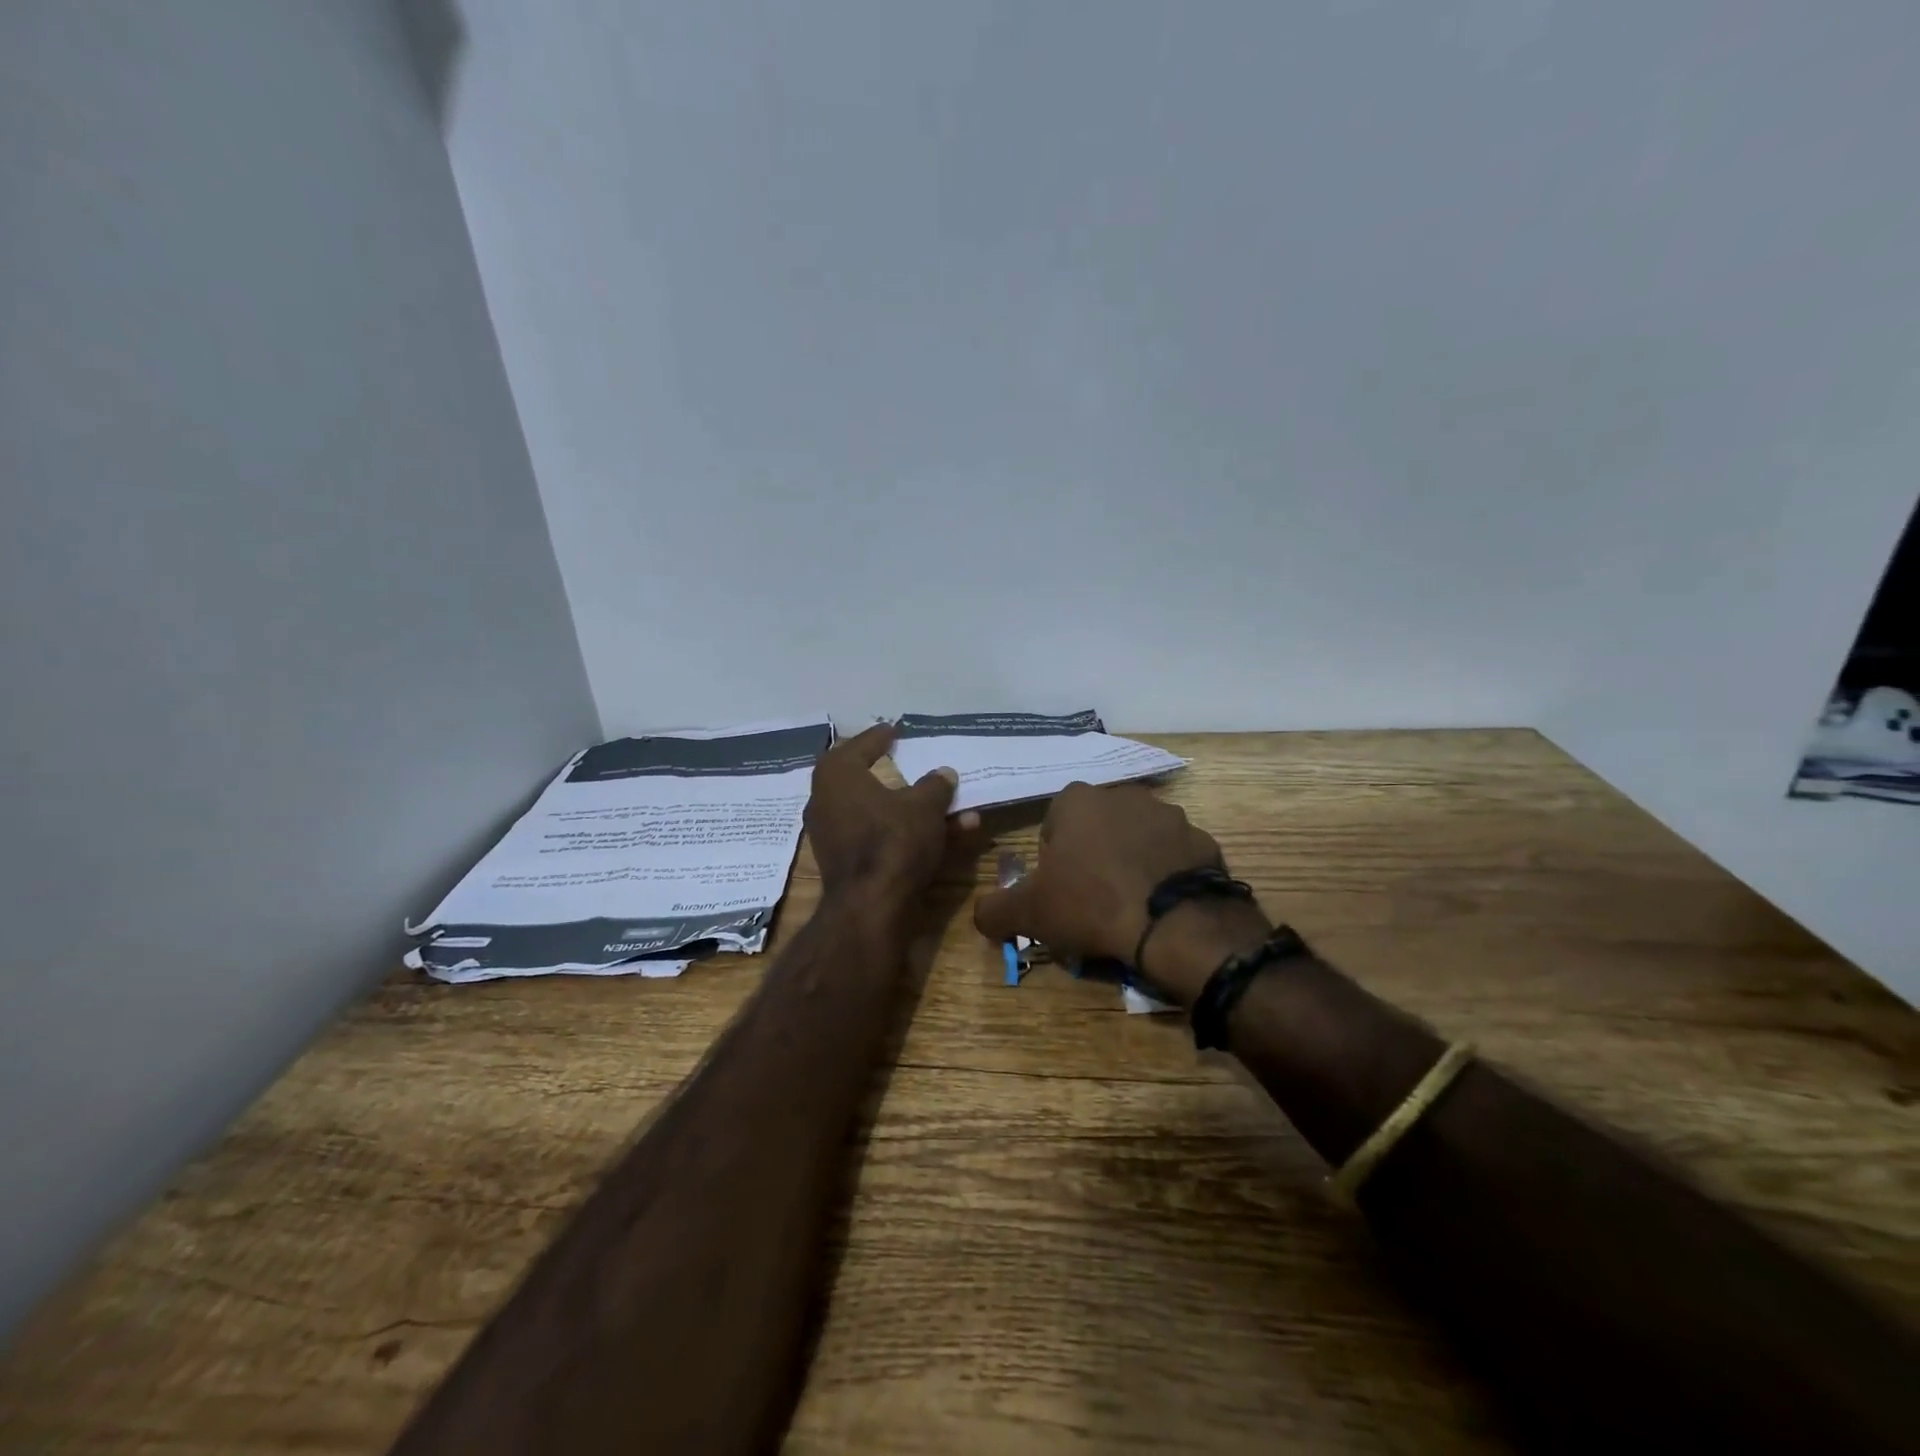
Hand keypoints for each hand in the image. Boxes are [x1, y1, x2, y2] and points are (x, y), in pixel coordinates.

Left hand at [806, 724, 980, 908]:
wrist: (871, 906)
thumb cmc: (893, 840)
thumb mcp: (924, 806)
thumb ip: (935, 785)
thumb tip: (943, 773)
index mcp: (836, 775)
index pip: (858, 746)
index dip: (878, 737)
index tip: (893, 730)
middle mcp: (825, 801)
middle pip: (861, 778)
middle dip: (890, 772)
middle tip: (903, 759)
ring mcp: (832, 835)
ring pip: (876, 811)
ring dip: (910, 808)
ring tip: (945, 804)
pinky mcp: (844, 863)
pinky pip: (877, 836)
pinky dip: (903, 832)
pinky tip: (941, 835)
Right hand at [972, 782, 1233, 973]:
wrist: (1174, 924)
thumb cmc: (1091, 904)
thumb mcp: (1030, 913)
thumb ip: (995, 909)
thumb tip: (981, 913)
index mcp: (1078, 800)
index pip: (1054, 823)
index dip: (1053, 859)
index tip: (1059, 891)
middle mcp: (1123, 795)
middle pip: (1097, 827)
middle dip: (1093, 856)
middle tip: (1093, 899)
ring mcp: (1169, 815)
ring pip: (1138, 838)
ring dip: (1132, 861)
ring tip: (1131, 904)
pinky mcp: (1203, 840)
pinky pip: (1175, 856)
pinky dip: (1168, 874)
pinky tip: (1163, 905)